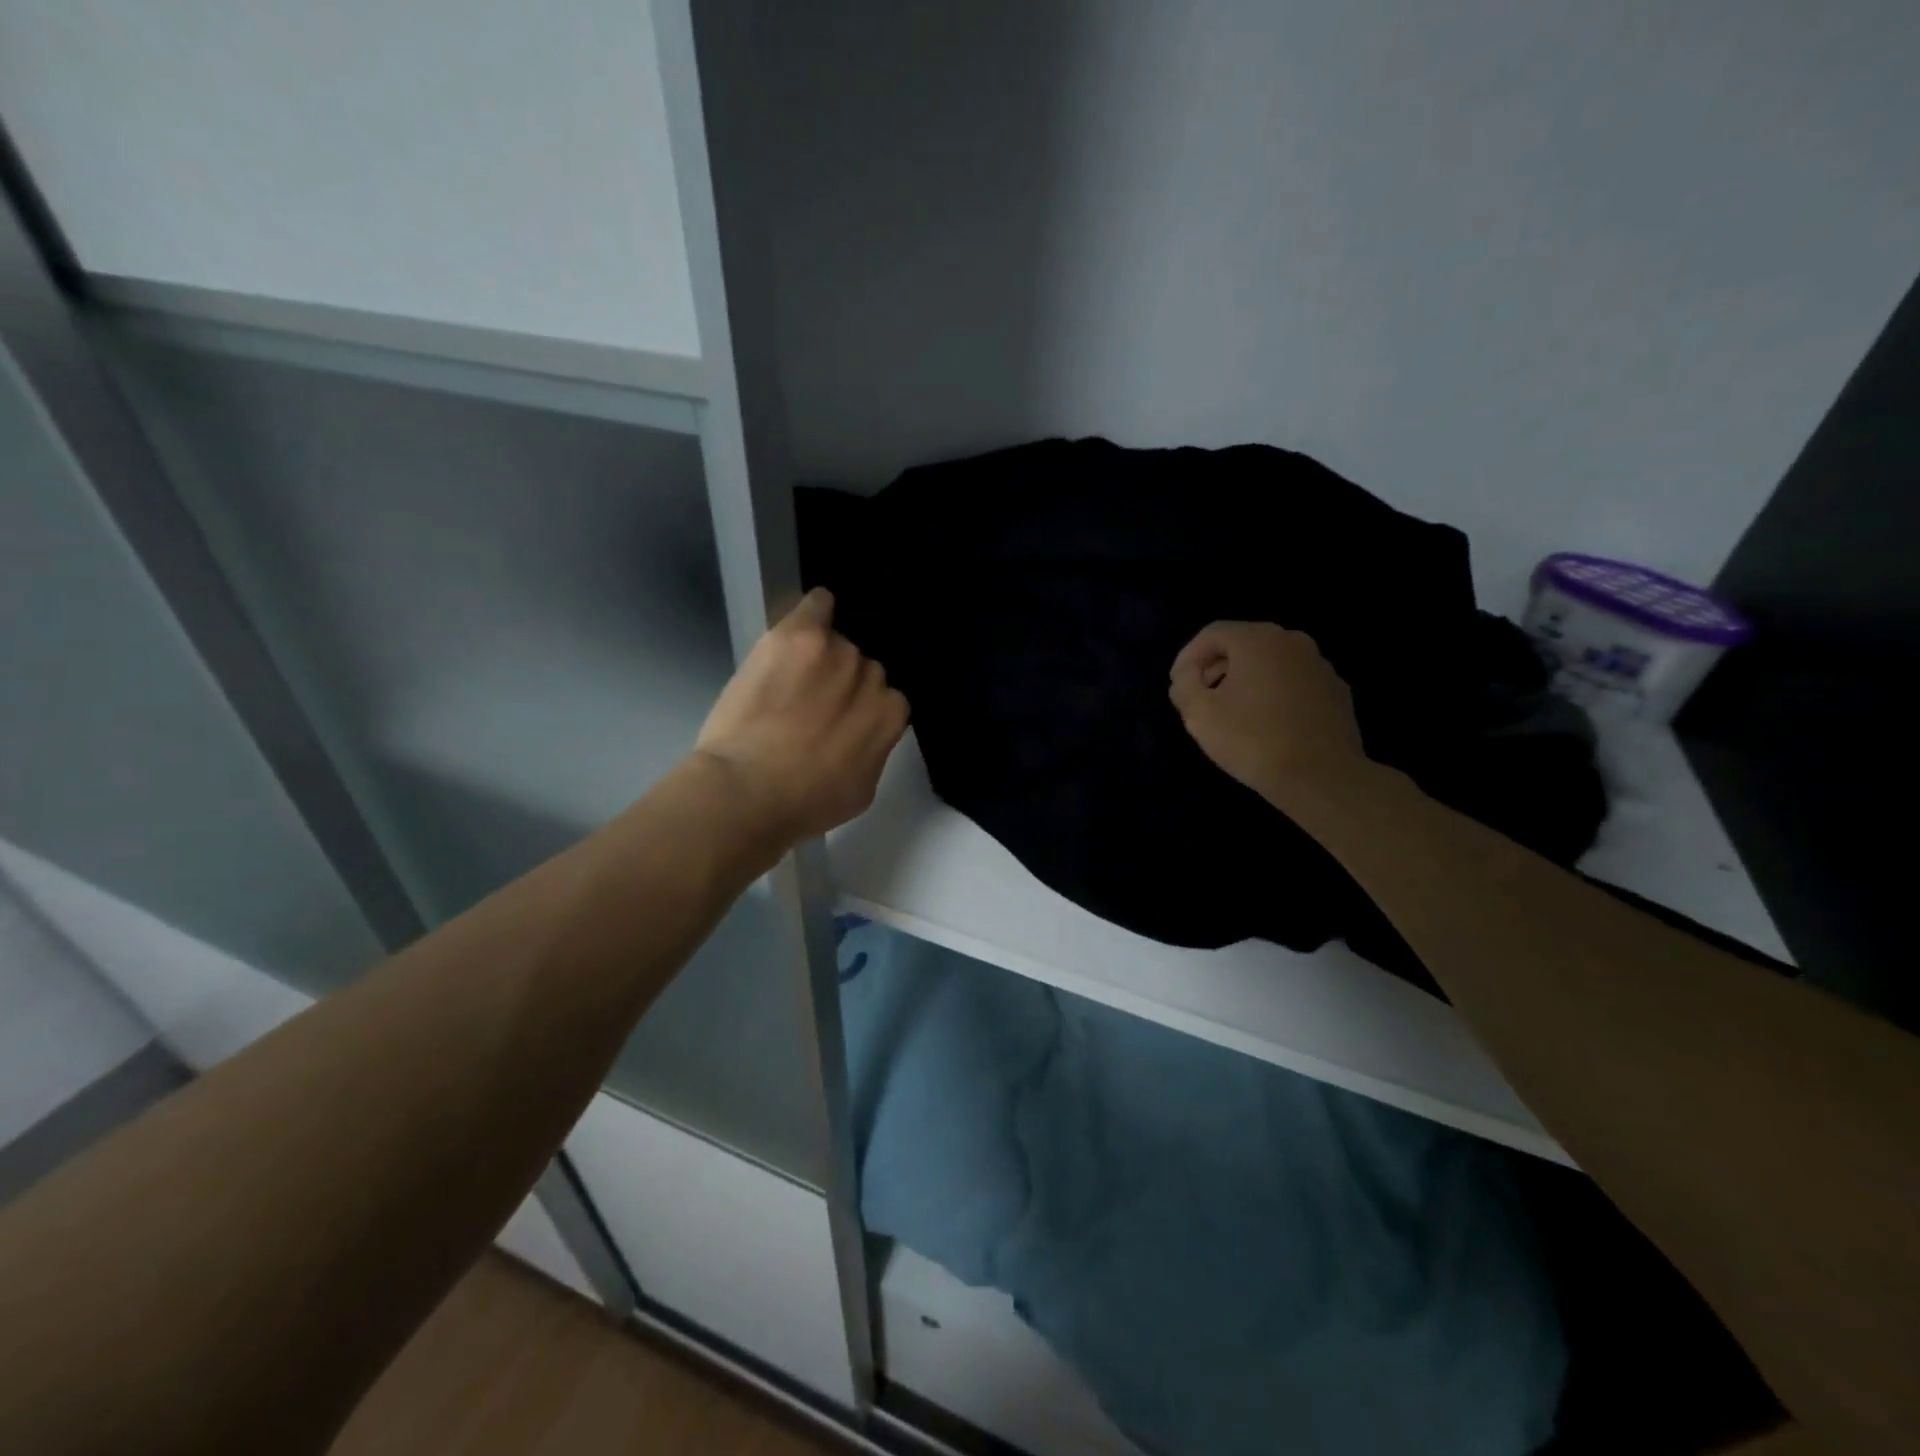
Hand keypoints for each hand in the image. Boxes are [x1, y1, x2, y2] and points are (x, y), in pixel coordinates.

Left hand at [695, 588, 909, 841]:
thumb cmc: (804, 804)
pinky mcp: (800, 635)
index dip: (860, 707)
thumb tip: (867, 732)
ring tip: (791, 675)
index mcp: (889, 716)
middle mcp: (871, 676)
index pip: (885, 697)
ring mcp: (836, 653)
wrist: (747, 791)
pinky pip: (819, 605)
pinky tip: (803, 621)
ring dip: (820, 656)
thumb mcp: (861, 790)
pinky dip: (814, 610)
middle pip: (862, 666)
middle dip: (842, 682)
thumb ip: (874, 750)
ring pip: (836, 642)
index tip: (838, 719)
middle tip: (810, 702)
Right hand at [1169, 622, 1369, 805]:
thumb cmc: (1252, 740)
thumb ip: (1184, 683)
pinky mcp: (1337, 691)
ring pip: (1271, 663)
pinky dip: (1275, 694)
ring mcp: (1320, 665)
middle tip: (1201, 698)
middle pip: (1243, 644)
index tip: (1179, 686)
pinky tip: (1268, 724)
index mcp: (1257, 639)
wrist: (1321, 777)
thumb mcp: (1198, 713)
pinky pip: (1295, 683)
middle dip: (1217, 667)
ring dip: (1247, 680)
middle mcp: (1292, 641)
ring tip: (1233, 713)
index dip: (1188, 657)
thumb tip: (1189, 673)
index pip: (1211, 634)